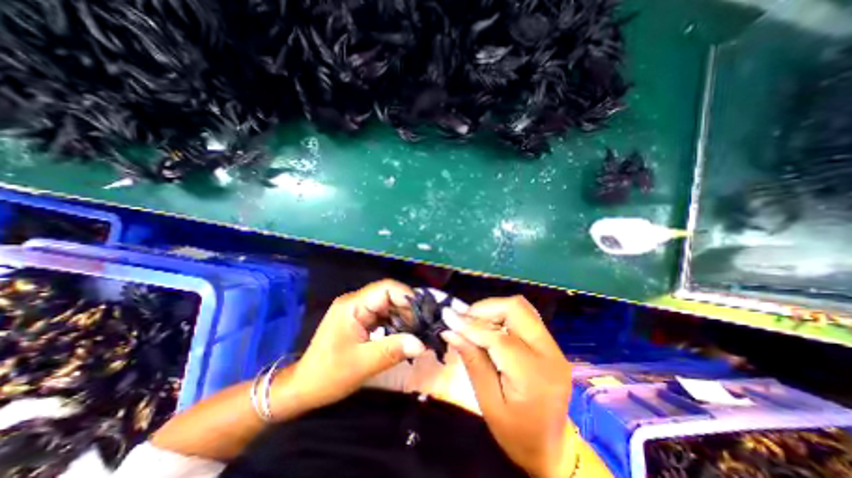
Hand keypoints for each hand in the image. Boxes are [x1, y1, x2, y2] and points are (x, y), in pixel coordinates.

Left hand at [276, 278, 425, 415]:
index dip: (407, 297)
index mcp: (353, 305)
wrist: (303, 388)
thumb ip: (393, 350)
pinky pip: (383, 316)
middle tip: (422, 327)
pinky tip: (403, 336)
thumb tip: (422, 343)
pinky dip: (395, 324)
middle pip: (389, 296)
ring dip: (403, 318)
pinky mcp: (360, 320)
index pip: (386, 289)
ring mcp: (358, 311)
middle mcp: (356, 302)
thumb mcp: (362, 364)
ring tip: (416, 332)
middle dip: (407, 310)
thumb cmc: (328, 375)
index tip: (424, 314)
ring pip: (388, 306)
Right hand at [443, 295, 574, 477]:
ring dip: (493, 309)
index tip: (447, 316)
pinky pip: (523, 316)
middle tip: (463, 319)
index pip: (499, 337)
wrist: (553, 448)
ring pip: (520, 308)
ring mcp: (553, 346)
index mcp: (535, 376)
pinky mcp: (550, 343)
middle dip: (485, 308)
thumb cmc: (517, 434)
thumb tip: (450, 331)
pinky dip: (502, 315)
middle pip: (516, 308)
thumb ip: (472, 361)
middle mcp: (550, 353)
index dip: (470, 325)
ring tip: (473, 322)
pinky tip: (488, 326)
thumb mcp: (489, 403)